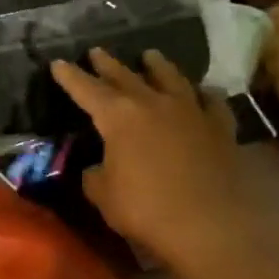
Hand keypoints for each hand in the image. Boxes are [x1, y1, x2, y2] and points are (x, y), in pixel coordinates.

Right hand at [50, 48, 260, 272]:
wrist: (210, 227)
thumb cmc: (145, 209)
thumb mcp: (102, 193)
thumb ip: (95, 173)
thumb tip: (99, 167)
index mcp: (118, 117)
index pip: (86, 89)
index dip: (70, 77)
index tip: (58, 63)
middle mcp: (153, 104)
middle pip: (126, 76)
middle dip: (108, 64)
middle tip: (97, 51)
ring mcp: (191, 113)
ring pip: (171, 79)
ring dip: (157, 66)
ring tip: (150, 55)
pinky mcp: (220, 129)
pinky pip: (211, 102)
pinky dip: (203, 94)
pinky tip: (202, 92)